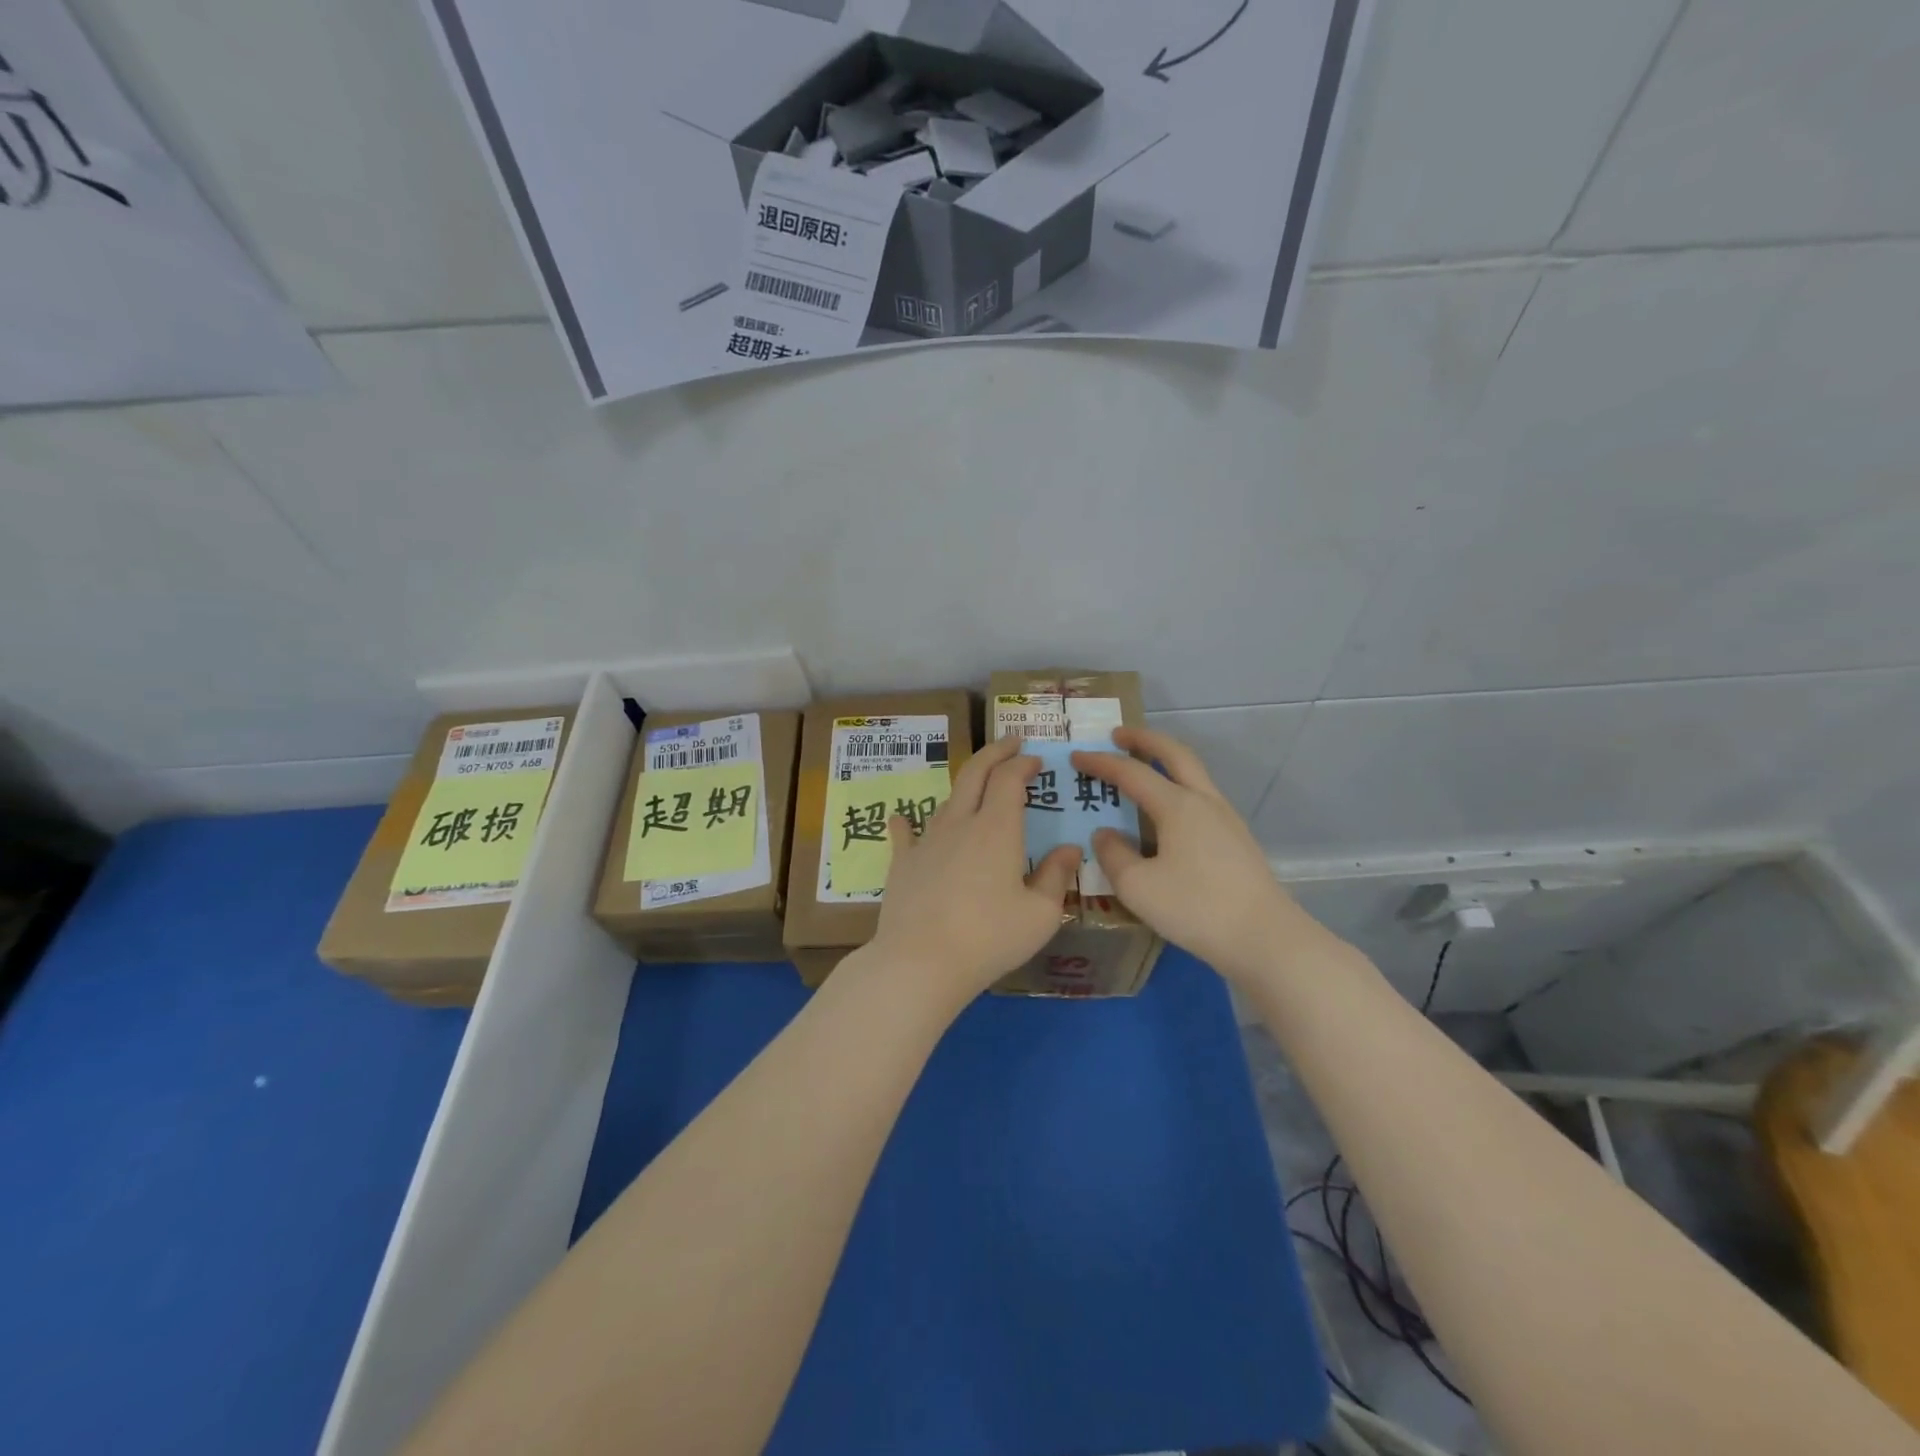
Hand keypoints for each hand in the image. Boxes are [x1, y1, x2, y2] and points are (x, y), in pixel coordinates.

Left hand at [869, 734, 1082, 1004]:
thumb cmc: (989, 938)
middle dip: (994, 753)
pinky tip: (901, 819)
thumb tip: (1070, 849)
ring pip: (946, 801)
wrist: (921, 961)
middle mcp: (960, 823)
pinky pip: (905, 834)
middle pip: (974, 773)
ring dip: (965, 788)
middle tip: (1010, 744)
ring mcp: (926, 841)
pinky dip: (906, 822)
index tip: (1036, 761)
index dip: (1023, 763)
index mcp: (997, 829)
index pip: (1009, 778)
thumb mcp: (1040, 914)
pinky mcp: (902, 863)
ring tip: (976, 790)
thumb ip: (1057, 877)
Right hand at [1071, 726, 1313, 980]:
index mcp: (1178, 805)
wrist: (1265, 938)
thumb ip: (1113, 855)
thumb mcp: (1137, 886)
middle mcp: (1204, 802)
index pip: (1132, 772)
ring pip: (1193, 775)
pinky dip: (1177, 788)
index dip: (1101, 763)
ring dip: (1165, 762)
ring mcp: (1225, 819)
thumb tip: (1105, 834)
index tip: (1077, 757)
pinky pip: (1200, 798)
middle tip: (1118, 735)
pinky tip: (1166, 814)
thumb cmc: (1195, 907)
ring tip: (1140, 769)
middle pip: (1175, 754)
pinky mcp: (1236, 840)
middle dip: (1145, 740)